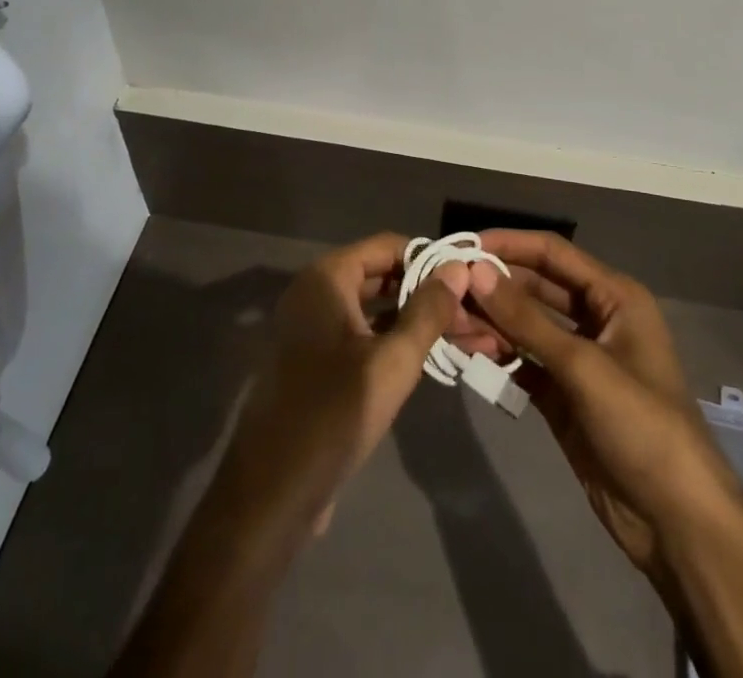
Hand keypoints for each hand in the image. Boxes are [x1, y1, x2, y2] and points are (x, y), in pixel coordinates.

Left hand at [211, 232, 468, 543]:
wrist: (271, 496)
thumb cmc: (333, 416)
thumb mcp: (392, 362)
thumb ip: (428, 312)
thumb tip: (459, 268)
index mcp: (326, 278)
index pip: (388, 245)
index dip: (429, 258)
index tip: (468, 280)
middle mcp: (314, 292)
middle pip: (381, 275)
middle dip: (426, 292)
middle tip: (471, 313)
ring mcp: (310, 327)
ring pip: (373, 308)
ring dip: (414, 319)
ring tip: (463, 336)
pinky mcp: (312, 361)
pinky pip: (359, 335)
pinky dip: (392, 340)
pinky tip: (428, 358)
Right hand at [463, 231, 742, 585]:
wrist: (677, 522)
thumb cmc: (642, 426)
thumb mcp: (583, 367)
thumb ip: (526, 319)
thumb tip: (475, 271)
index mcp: (614, 296)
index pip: (552, 253)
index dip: (508, 245)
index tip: (462, 246)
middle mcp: (596, 317)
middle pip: (535, 287)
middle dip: (493, 288)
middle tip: (445, 292)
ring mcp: (579, 358)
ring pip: (525, 325)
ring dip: (490, 323)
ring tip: (448, 326)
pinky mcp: (564, 394)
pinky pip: (524, 362)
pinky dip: (498, 356)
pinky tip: (467, 355)